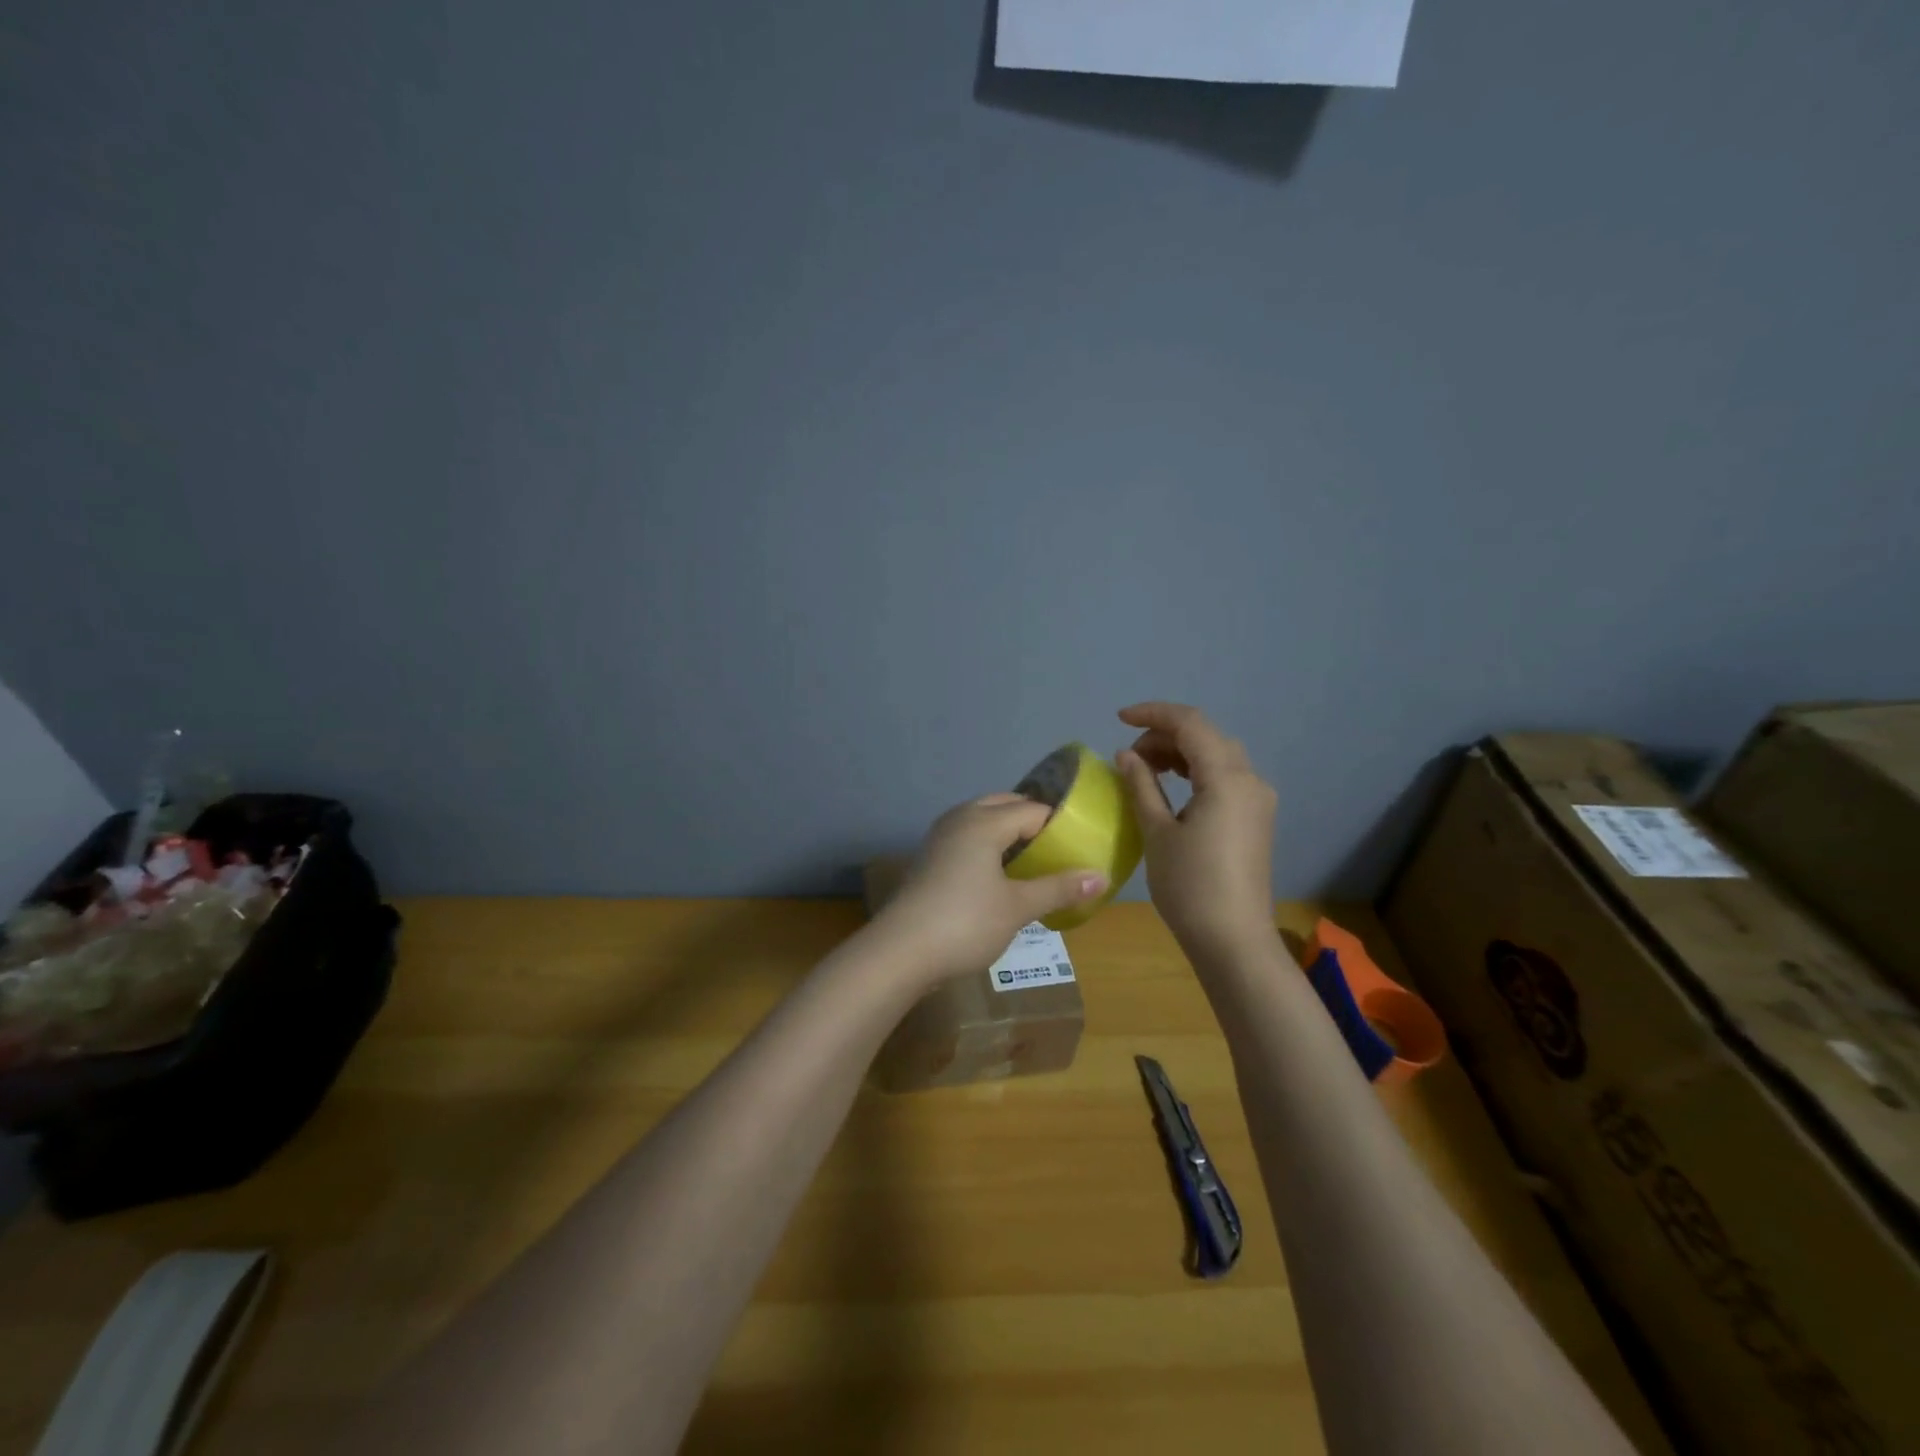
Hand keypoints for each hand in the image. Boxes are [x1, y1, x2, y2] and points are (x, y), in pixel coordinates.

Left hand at [873, 793, 1109, 985]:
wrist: (900, 952)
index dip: (1059, 824)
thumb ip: (1059, 888)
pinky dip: (987, 846)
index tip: (1082, 843)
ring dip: (1007, 832)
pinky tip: (999, 874)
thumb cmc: (965, 923)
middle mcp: (960, 820)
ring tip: (1033, 859)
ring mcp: (940, 838)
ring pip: (981, 820)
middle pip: (1003, 805)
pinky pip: (967, 838)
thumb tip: (1102, 877)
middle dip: (1031, 820)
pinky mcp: (929, 859)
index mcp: (984, 822)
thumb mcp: (1018, 907)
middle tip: (1059, 847)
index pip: (1032, 810)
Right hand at [1114, 702, 1277, 959]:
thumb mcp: (1157, 832)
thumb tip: (1127, 755)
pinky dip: (1197, 770)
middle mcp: (1250, 780)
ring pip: (1218, 755)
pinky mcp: (1256, 818)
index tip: (1120, 719)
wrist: (1233, 940)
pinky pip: (1226, 777)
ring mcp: (1258, 800)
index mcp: (1227, 778)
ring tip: (1145, 767)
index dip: (1153, 714)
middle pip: (1207, 736)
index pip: (1191, 723)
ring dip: (1181, 752)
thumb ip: (1142, 785)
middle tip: (1129, 755)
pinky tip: (1173, 786)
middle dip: (1165, 734)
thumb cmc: (1190, 886)